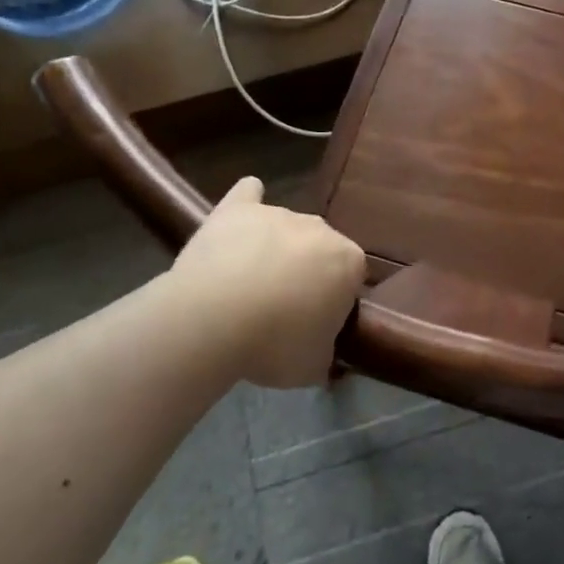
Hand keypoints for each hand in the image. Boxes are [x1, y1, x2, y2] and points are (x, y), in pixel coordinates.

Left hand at [162, 177, 366, 388]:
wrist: (211, 319)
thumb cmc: (274, 344)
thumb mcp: (314, 368)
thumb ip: (327, 358)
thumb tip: (329, 361)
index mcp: (348, 261)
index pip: (351, 279)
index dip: (334, 303)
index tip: (314, 324)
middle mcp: (320, 228)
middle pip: (320, 250)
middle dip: (307, 273)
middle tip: (282, 309)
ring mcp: (277, 213)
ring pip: (285, 230)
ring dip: (275, 250)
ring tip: (247, 286)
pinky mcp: (237, 209)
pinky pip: (248, 195)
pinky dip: (248, 202)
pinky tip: (242, 214)